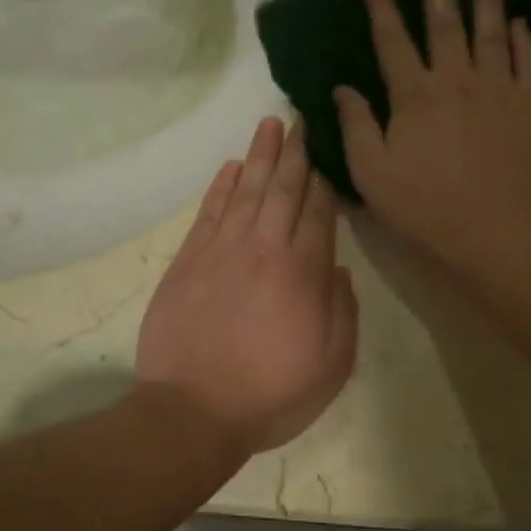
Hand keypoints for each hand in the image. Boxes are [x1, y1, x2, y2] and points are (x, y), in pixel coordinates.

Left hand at [136, 117, 358, 463]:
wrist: (192, 412)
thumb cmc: (271, 394)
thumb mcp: (332, 365)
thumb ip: (343, 312)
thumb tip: (338, 269)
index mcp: (303, 272)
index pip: (319, 212)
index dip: (325, 180)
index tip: (328, 150)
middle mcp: (264, 249)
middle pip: (283, 189)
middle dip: (295, 152)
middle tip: (301, 118)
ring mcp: (222, 251)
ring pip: (245, 191)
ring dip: (259, 156)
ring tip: (269, 124)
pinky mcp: (188, 261)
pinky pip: (208, 213)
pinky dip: (220, 187)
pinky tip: (230, 167)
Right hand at [334, 0, 530, 268]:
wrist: (498, 231)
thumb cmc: (427, 206)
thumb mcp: (373, 174)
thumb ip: (356, 127)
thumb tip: (342, 88)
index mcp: (415, 95)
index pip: (393, 41)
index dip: (382, 8)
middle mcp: (458, 80)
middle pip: (446, 23)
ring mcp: (500, 89)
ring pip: (492, 32)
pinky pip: (529, 62)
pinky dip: (524, 40)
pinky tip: (521, 23)